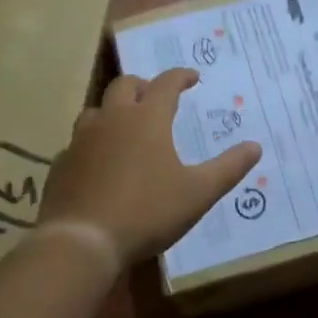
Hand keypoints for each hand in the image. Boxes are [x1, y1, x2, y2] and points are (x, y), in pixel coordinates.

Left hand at [37, 68, 262, 266]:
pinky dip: (93, 143)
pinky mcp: (62, 164)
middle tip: (156, 96)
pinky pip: (78, 143)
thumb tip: (255, 147)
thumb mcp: (198, 193)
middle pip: (125, 85)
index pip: (166, 83)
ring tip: (125, 126)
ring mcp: (81, 140)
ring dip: (113, 110)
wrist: (81, 241)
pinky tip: (99, 163)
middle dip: (143, 85)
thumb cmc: (147, 212)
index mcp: (147, 119)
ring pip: (96, 110)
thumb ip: (228, 168)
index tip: (193, 77)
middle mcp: (112, 119)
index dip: (181, 76)